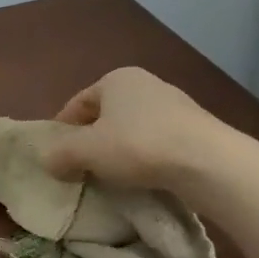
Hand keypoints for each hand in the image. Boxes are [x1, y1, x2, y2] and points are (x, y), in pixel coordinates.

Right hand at [41, 66, 215, 189]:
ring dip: (119, 151)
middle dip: (91, 140)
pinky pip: (158, 143)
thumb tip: (48, 162)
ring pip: (132, 130)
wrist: (210, 163)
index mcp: (116, 79)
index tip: (57, 155)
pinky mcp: (197, 130)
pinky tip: (144, 178)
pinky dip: (145, 158)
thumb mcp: (86, 151)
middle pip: (105, 115)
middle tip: (81, 167)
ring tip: (112, 177)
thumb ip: (59, 154)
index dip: (62, 130)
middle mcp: (146, 84)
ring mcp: (176, 106)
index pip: (77, 103)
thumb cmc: (138, 145)